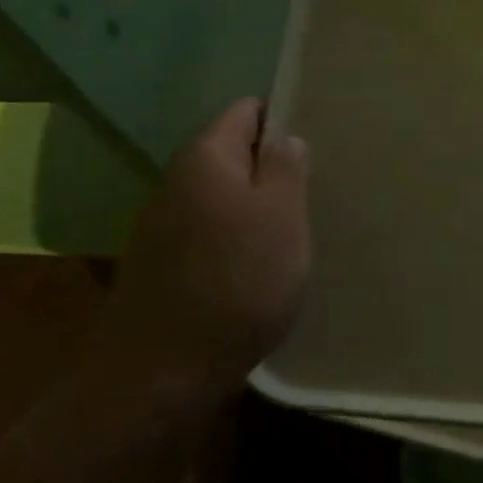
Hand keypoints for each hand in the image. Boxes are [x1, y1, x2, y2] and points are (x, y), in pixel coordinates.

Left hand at [97, 97, 309, 397]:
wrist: (164, 372)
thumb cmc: (237, 281)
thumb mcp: (282, 217)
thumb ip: (285, 167)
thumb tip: (284, 136)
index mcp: (205, 157)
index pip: (247, 110)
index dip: (284, 117)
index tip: (319, 141)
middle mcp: (176, 180)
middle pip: (233, 153)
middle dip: (273, 166)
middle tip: (316, 188)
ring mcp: (163, 224)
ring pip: (222, 196)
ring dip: (256, 206)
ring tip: (295, 227)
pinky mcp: (163, 263)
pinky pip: (210, 231)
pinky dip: (236, 237)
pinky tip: (260, 264)